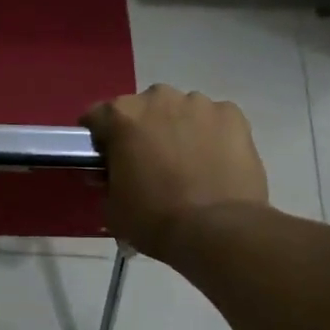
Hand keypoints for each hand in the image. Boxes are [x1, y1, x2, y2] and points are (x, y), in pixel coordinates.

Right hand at [81, 85, 269, 259]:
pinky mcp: (233, 115)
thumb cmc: (153, 219)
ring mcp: (199, 104)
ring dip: (177, 129)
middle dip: (142, 129)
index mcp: (122, 116)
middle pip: (142, 108)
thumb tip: (113, 174)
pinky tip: (214, 162)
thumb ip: (107, 180)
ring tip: (186, 163)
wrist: (216, 230)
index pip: (97, 117)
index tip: (106, 159)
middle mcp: (159, 99)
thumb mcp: (111, 206)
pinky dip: (211, 135)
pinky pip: (214, 120)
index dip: (99, 140)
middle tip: (148, 162)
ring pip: (181, 111)